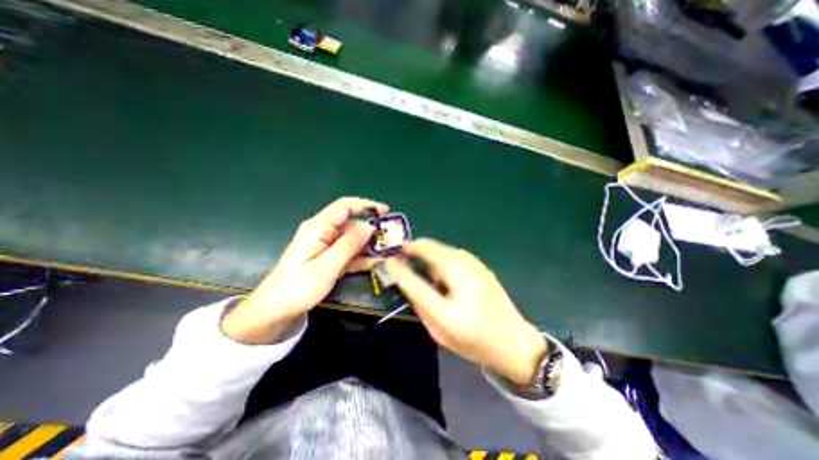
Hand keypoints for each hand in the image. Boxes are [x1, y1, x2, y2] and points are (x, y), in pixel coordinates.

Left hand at [222, 198, 387, 345]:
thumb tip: (369, 226)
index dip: (366, 205)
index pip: (345, 206)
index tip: (385, 212)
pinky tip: (375, 262)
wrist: (277, 310)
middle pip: (352, 223)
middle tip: (390, 240)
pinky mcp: (328, 257)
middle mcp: (323, 232)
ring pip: (352, 239)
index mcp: (318, 227)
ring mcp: (326, 245)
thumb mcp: (327, 266)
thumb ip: (349, 244)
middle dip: (371, 230)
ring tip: (387, 252)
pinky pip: (348, 252)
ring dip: (369, 245)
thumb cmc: (299, 287)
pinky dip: (361, 256)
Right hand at [388, 238, 545, 383]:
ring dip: (429, 260)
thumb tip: (398, 270)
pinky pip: (452, 257)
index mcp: (454, 270)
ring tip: (427, 283)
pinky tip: (445, 284)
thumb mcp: (437, 322)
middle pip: (430, 246)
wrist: (514, 343)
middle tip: (406, 272)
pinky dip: (441, 264)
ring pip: (441, 251)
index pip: (420, 250)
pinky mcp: (479, 266)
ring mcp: (473, 261)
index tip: (391, 259)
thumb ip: (416, 292)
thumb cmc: (473, 338)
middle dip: (415, 254)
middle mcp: (463, 259)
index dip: (402, 252)